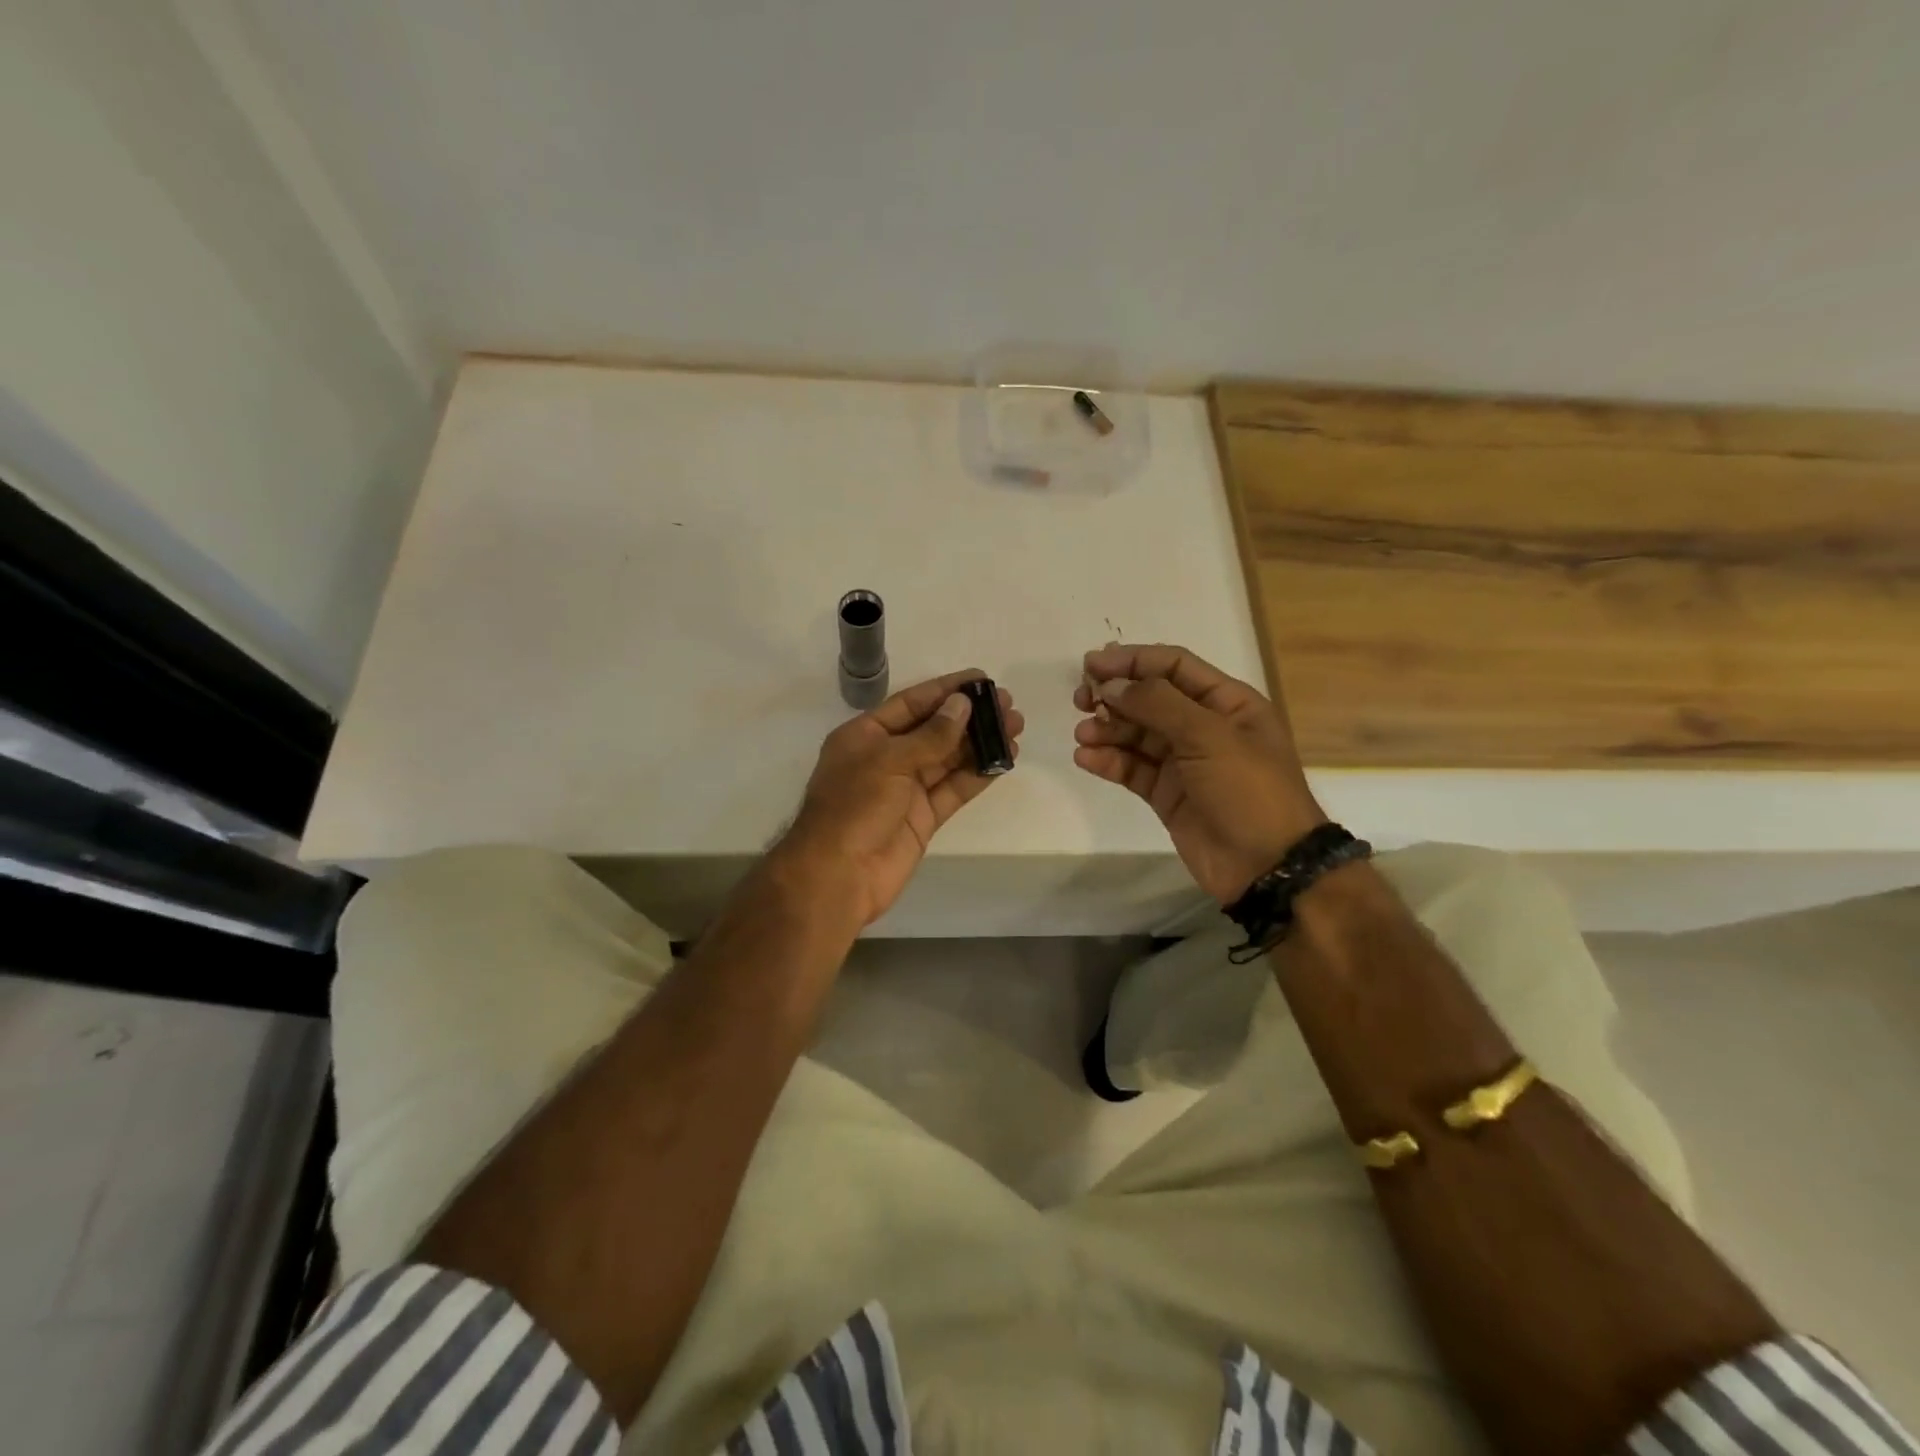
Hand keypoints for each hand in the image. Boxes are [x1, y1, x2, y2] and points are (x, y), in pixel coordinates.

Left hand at [783, 670, 1022, 927]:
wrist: (838, 876)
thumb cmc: (854, 807)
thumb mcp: (889, 760)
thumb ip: (931, 735)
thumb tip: (963, 704)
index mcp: (865, 735)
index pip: (911, 704)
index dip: (946, 690)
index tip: (981, 678)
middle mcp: (886, 758)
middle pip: (934, 729)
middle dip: (970, 716)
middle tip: (1008, 704)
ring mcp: (906, 789)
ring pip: (949, 759)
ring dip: (980, 742)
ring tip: (1016, 726)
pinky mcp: (923, 817)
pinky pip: (954, 789)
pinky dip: (978, 774)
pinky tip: (1004, 759)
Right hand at [1073, 644, 1324, 903]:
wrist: (1267, 867)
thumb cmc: (1248, 790)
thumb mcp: (1209, 736)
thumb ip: (1158, 704)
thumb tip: (1111, 685)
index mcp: (1227, 703)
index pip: (1174, 666)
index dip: (1133, 661)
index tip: (1091, 664)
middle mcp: (1204, 727)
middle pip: (1151, 699)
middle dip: (1115, 696)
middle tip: (1080, 700)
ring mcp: (1184, 762)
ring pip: (1137, 735)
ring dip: (1107, 730)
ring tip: (1083, 735)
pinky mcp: (1167, 794)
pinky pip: (1132, 769)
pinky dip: (1109, 761)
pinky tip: (1086, 759)